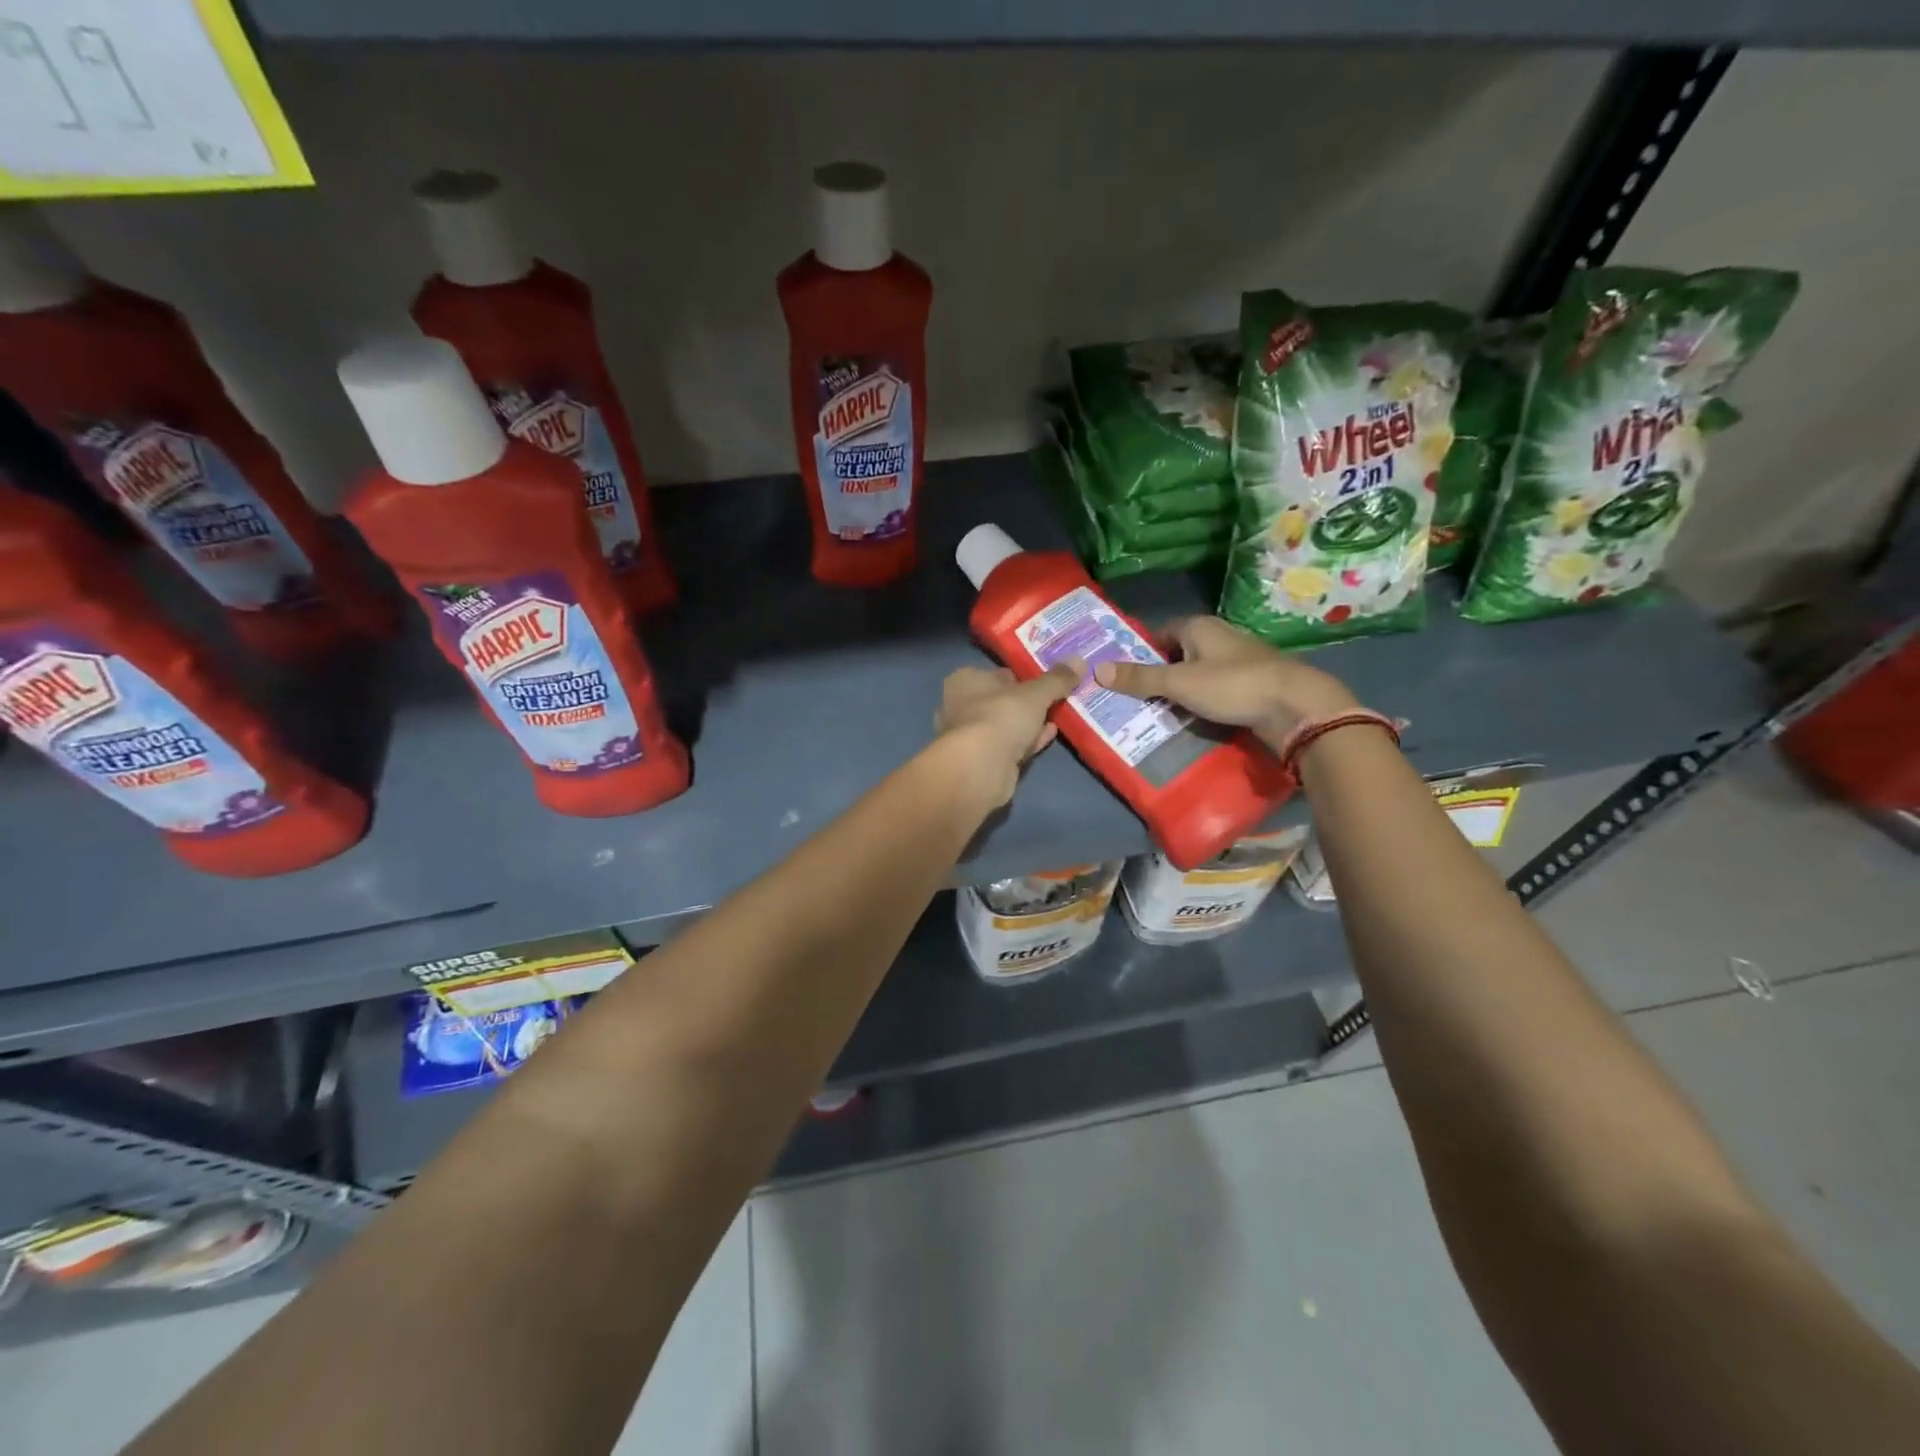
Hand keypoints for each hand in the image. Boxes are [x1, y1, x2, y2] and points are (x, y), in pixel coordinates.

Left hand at [934, 660, 1082, 806]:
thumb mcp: (1035, 693)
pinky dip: (1029, 740)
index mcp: (965, 681)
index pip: (998, 673)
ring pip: (1008, 725)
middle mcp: (962, 706)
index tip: (1048, 679)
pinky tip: (1051, 734)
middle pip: (1003, 700)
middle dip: (1029, 702)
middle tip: (1059, 697)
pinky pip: (1012, 746)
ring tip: (1060, 714)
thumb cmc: (1001, 716)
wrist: (981, 769)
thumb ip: (1057, 679)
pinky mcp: (983, 762)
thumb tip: (1080, 660)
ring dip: (1031, 722)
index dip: (1023, 676)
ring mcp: (971, 737)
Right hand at [1091, 616, 1356, 746]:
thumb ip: (1139, 678)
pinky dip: (1205, 702)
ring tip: (1160, 713)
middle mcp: (1221, 637)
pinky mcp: (1255, 684)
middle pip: (1180, 654)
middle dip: (1160, 674)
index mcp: (1200, 627)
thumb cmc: (1232, 685)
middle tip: (1137, 698)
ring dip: (1183, 691)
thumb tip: (1096, 670)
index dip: (1142, 651)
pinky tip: (1195, 720)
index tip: (1125, 674)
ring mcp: (1241, 660)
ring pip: (1200, 673)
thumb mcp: (1178, 683)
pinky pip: (1219, 690)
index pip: (1161, 633)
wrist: (1296, 706)